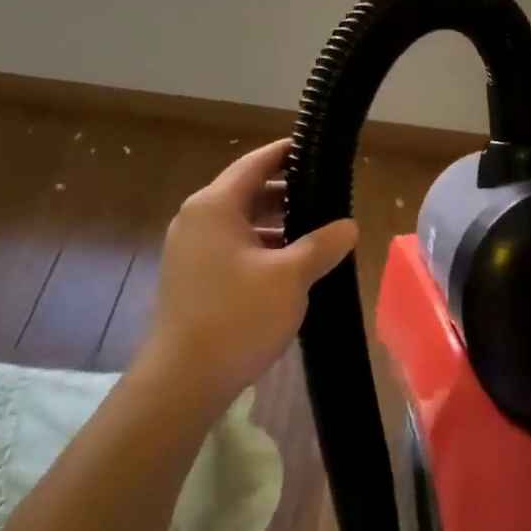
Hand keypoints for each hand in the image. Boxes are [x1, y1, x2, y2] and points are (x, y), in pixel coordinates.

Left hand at [140, 139, 357, 412]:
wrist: (182, 381)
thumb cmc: (237, 317)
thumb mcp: (290, 277)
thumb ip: (322, 245)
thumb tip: (349, 225)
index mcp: (214, 206)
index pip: (255, 164)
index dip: (285, 153)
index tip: (315, 148)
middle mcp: (197, 219)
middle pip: (247, 192)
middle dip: (287, 192)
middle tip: (328, 194)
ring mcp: (191, 250)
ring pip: (241, 223)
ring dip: (276, 224)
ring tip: (317, 230)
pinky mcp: (192, 278)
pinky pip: (232, 247)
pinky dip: (260, 247)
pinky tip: (291, 265)